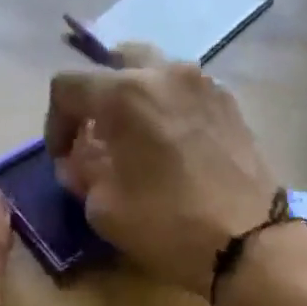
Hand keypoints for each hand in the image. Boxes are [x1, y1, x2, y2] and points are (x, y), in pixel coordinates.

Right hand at [46, 43, 277, 294]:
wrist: (251, 242)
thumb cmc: (170, 225)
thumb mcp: (106, 209)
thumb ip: (82, 175)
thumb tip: (78, 162)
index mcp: (127, 93)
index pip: (69, 86)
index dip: (55, 122)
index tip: (63, 158)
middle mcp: (167, 73)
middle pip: (118, 62)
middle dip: (99, 97)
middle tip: (98, 137)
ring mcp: (206, 86)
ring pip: (158, 73)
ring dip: (138, 99)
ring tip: (138, 141)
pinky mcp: (233, 106)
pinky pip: (189, 94)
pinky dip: (171, 110)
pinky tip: (174, 147)